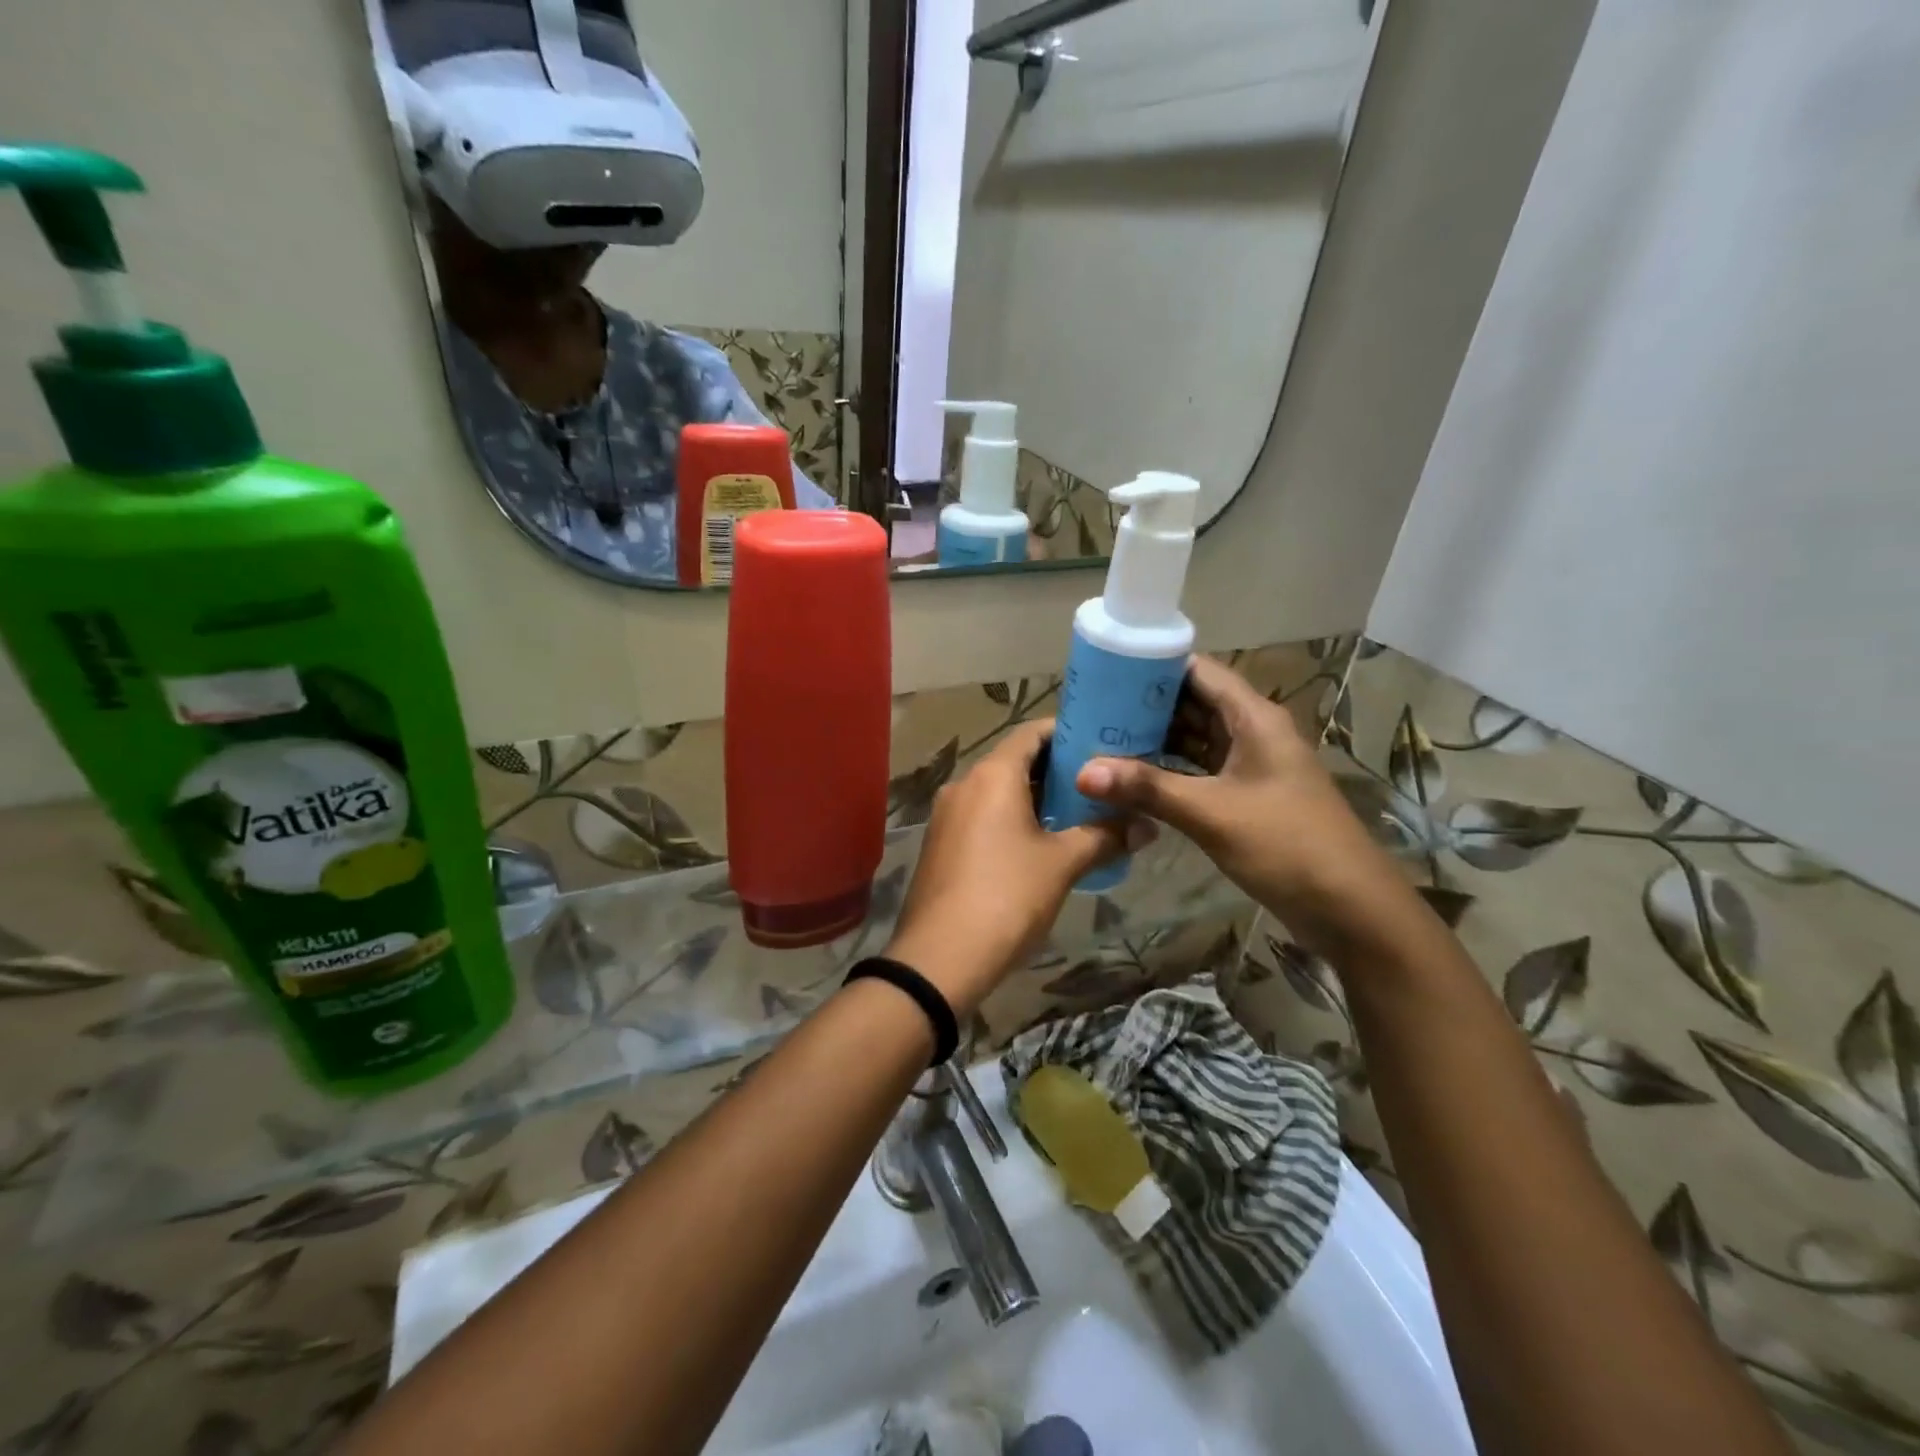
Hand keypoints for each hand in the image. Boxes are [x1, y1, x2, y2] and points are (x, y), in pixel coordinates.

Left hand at [883, 719, 1148, 1017]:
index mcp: (992, 775)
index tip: (1102, 741)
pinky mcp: (942, 843)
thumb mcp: (1062, 864)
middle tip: (1100, 782)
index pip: (1032, 732)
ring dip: (1035, 797)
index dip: (1067, 732)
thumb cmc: (1007, 897)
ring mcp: (948, 815)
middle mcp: (965, 784)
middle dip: (1057, 770)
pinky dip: (1013, 818)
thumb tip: (1148, 826)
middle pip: (1015, 761)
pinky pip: (983, 816)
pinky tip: (1042, 843)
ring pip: (998, 791)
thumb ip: (1105, 837)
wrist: (940, 958)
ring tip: (1079, 812)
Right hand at [1077, 655, 1418, 959]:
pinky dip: (1168, 771)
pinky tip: (1131, 778)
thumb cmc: (1286, 845)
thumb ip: (1147, 788)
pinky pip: (1199, 770)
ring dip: (1154, 739)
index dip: (1153, 667)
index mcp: (1254, 718)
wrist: (1350, 908)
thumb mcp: (1211, 813)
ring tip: (1101, 739)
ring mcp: (1250, 766)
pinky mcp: (1246, 796)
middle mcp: (1252, 732)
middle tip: (1092, 709)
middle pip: (1193, 702)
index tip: (1105, 670)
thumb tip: (1082, 772)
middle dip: (1144, 705)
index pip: (1199, 671)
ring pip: (1194, 739)